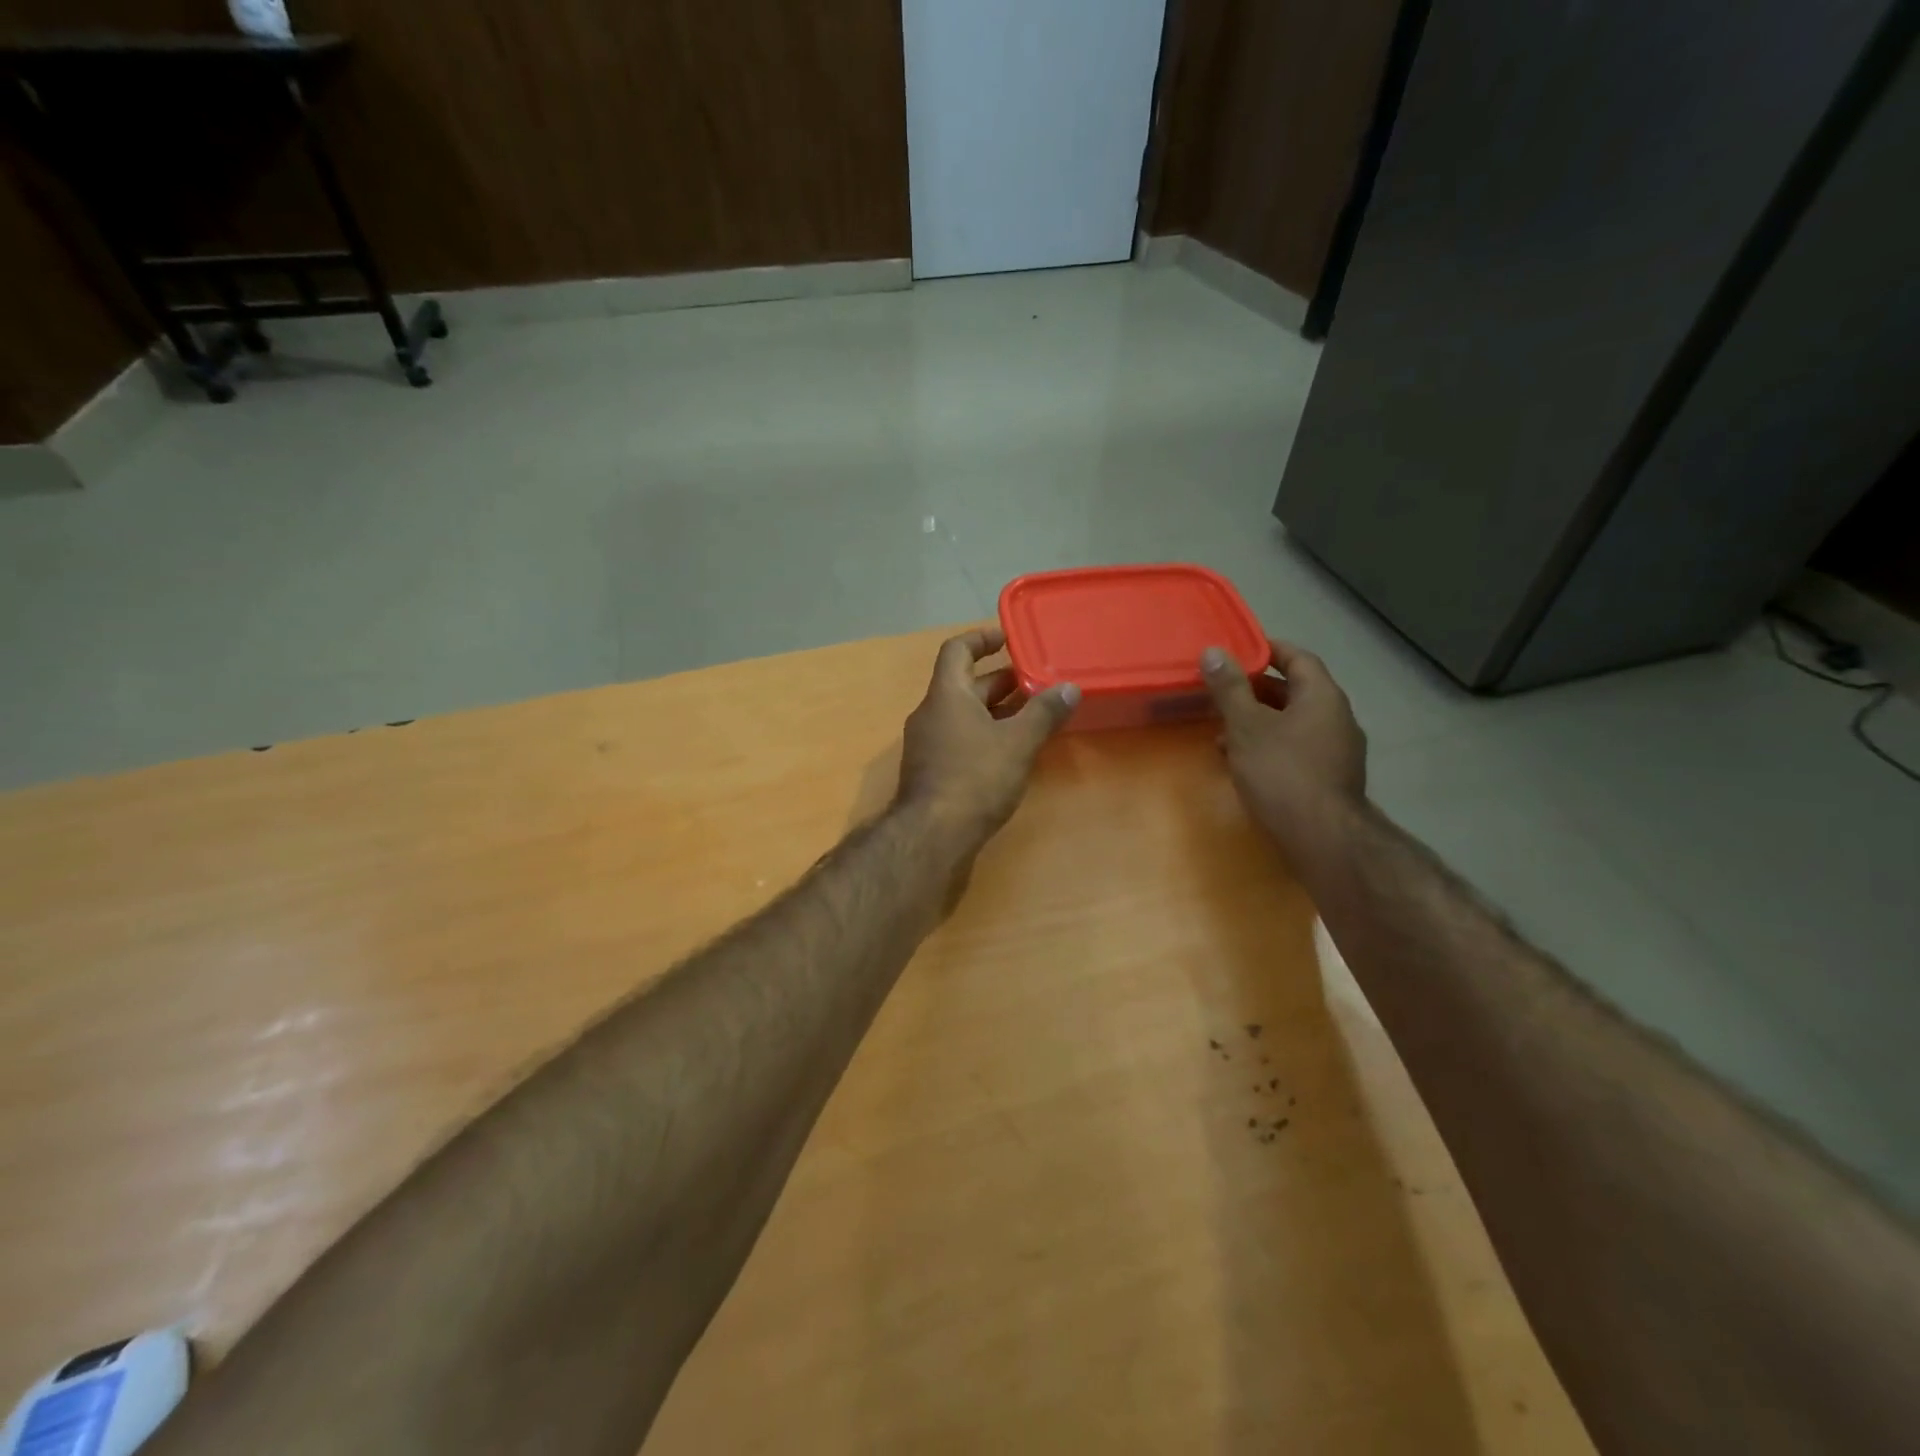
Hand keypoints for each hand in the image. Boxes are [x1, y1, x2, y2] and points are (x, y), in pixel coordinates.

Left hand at [896, 628, 1079, 851]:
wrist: (933, 836)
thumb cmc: (975, 778)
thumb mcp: (1018, 742)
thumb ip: (1044, 712)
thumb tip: (1070, 688)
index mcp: (946, 694)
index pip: (957, 650)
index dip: (982, 638)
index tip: (1009, 637)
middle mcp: (931, 713)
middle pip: (965, 684)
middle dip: (1001, 680)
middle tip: (1037, 681)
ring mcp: (928, 744)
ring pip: (965, 715)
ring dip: (997, 710)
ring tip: (1034, 714)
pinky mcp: (932, 772)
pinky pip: (961, 739)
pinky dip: (986, 735)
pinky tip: (1013, 751)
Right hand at [1201, 638, 1366, 840]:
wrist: (1322, 837)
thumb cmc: (1281, 772)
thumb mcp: (1246, 726)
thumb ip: (1229, 688)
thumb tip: (1213, 651)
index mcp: (1322, 696)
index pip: (1298, 658)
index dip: (1268, 649)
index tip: (1238, 650)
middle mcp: (1337, 718)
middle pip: (1295, 691)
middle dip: (1256, 691)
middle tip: (1222, 692)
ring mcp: (1338, 750)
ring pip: (1293, 723)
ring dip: (1259, 723)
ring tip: (1222, 733)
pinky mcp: (1330, 778)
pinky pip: (1297, 748)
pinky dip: (1270, 747)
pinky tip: (1243, 764)